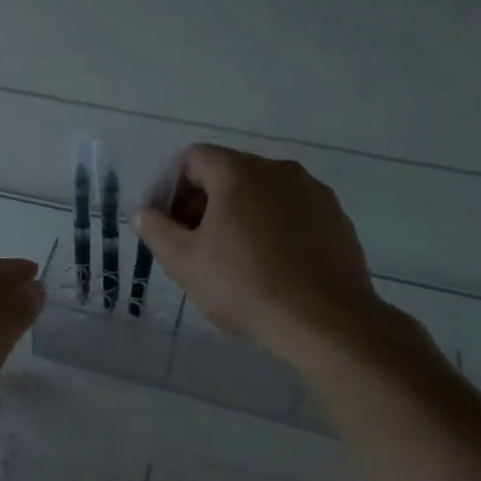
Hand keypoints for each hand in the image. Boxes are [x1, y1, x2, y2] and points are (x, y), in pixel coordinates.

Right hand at [133, 146, 385, 363]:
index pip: (193, 158)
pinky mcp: (337, 218)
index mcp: (239, 172)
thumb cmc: (244, 286)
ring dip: (240, 213)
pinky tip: (271, 264)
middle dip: (204, 201)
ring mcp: (314, 192)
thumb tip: (144, 212)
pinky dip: (274, 226)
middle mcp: (279, 170)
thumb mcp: (184, 262)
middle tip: (192, 242)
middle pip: (229, 172)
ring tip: (232, 256)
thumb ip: (157, 230)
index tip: (167, 222)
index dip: (171, 186)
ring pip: (263, 192)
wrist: (324, 321)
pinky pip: (293, 211)